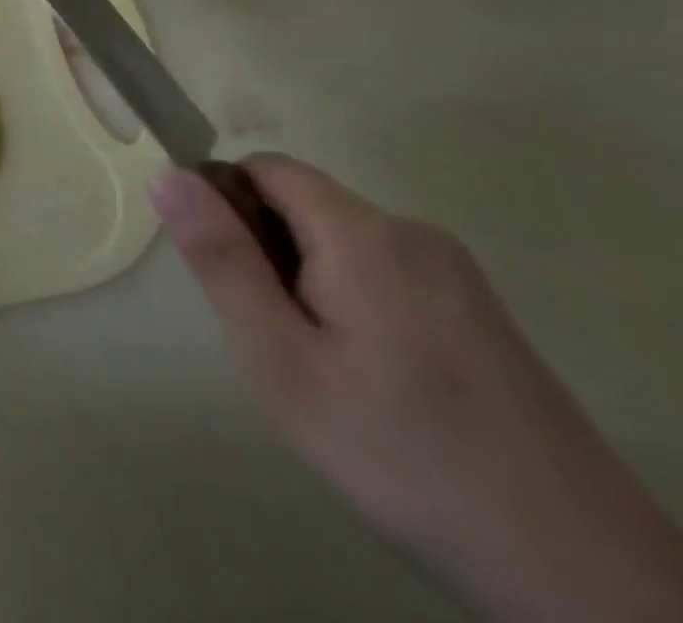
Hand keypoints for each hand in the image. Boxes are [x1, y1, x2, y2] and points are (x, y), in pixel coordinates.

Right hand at [152, 156, 682, 622]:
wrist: (579, 577)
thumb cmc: (397, 452)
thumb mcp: (280, 358)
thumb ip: (222, 258)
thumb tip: (166, 174)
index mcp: (363, 233)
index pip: (264, 167)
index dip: (225, 201)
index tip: (223, 271)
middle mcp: (414, 233)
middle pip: (304, 204)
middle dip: (267, 250)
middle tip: (272, 335)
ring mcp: (458, 274)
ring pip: (341, 242)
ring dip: (307, 279)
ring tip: (320, 365)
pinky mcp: (482, 313)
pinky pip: (385, 272)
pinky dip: (353, 301)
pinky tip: (373, 378)